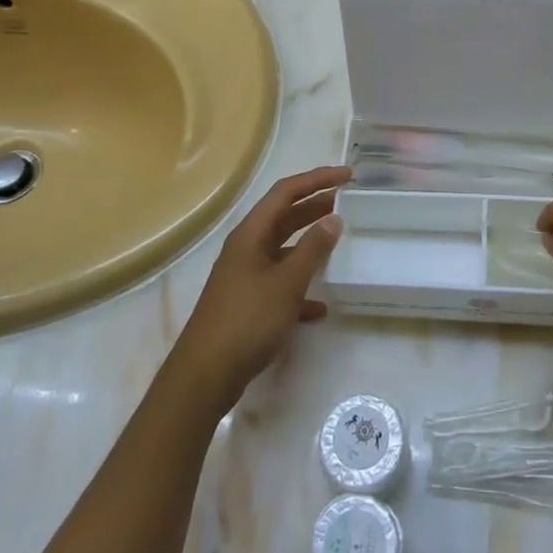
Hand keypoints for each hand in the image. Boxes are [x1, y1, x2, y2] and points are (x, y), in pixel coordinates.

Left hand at [166, 165, 349, 413]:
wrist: (205, 376)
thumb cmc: (247, 320)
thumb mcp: (286, 282)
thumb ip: (312, 249)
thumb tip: (333, 218)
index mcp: (251, 234)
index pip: (286, 192)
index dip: (317, 179)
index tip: (348, 176)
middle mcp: (246, 248)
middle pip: (284, 217)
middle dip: (314, 206)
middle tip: (347, 201)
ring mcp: (245, 276)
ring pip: (283, 249)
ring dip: (309, 243)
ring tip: (338, 241)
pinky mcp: (247, 304)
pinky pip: (279, 284)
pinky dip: (300, 286)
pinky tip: (320, 305)